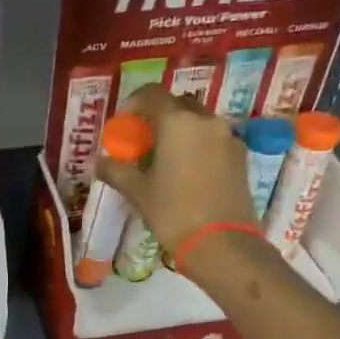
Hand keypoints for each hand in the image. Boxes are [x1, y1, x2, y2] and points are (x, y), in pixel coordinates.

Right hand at [95, 85, 257, 256]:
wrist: (223, 244)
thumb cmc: (174, 213)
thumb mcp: (138, 192)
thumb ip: (116, 171)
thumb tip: (99, 162)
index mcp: (177, 123)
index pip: (152, 94)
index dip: (133, 103)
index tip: (123, 124)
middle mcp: (206, 121)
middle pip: (178, 104)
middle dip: (158, 116)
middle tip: (143, 141)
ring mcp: (228, 137)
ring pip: (198, 121)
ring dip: (179, 130)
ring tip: (164, 158)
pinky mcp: (240, 156)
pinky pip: (213, 139)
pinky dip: (196, 145)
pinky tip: (186, 171)